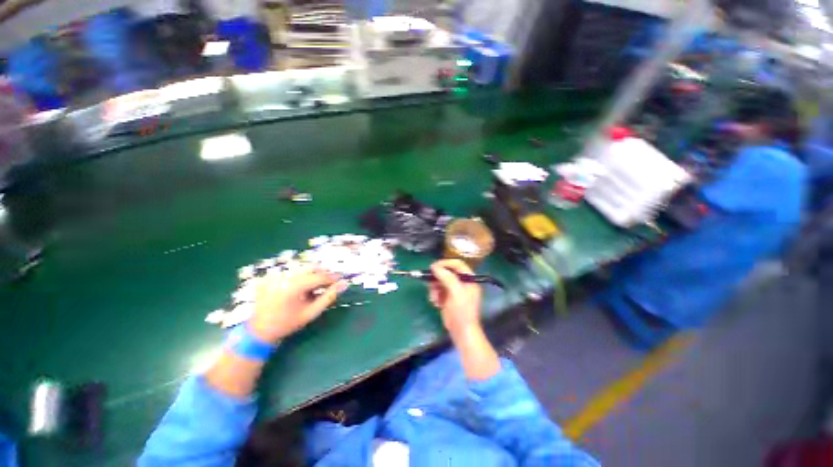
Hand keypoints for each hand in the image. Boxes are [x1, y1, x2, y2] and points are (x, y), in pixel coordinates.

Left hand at [248, 266, 348, 342]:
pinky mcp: (272, 276)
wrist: (259, 331)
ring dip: (313, 275)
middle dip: (323, 274)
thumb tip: (344, 284)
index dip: (333, 278)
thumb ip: (329, 297)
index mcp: (295, 285)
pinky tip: (300, 289)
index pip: (321, 276)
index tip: (341, 282)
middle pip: (312, 267)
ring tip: (314, 289)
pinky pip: (292, 271)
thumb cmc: (288, 323)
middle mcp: (286, 276)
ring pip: (303, 268)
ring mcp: (277, 275)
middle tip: (329, 285)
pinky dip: (300, 277)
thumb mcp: (311, 312)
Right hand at [428, 259, 482, 336]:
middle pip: (447, 271)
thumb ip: (446, 277)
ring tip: (435, 298)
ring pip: (440, 281)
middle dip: (437, 278)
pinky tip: (436, 303)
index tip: (434, 267)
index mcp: (469, 278)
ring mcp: (454, 289)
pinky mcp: (447, 297)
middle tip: (430, 283)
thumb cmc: (462, 311)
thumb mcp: (456, 292)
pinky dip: (435, 294)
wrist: (461, 331)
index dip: (445, 263)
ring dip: (434, 288)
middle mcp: (462, 282)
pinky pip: (438, 289)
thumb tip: (435, 267)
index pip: (457, 264)